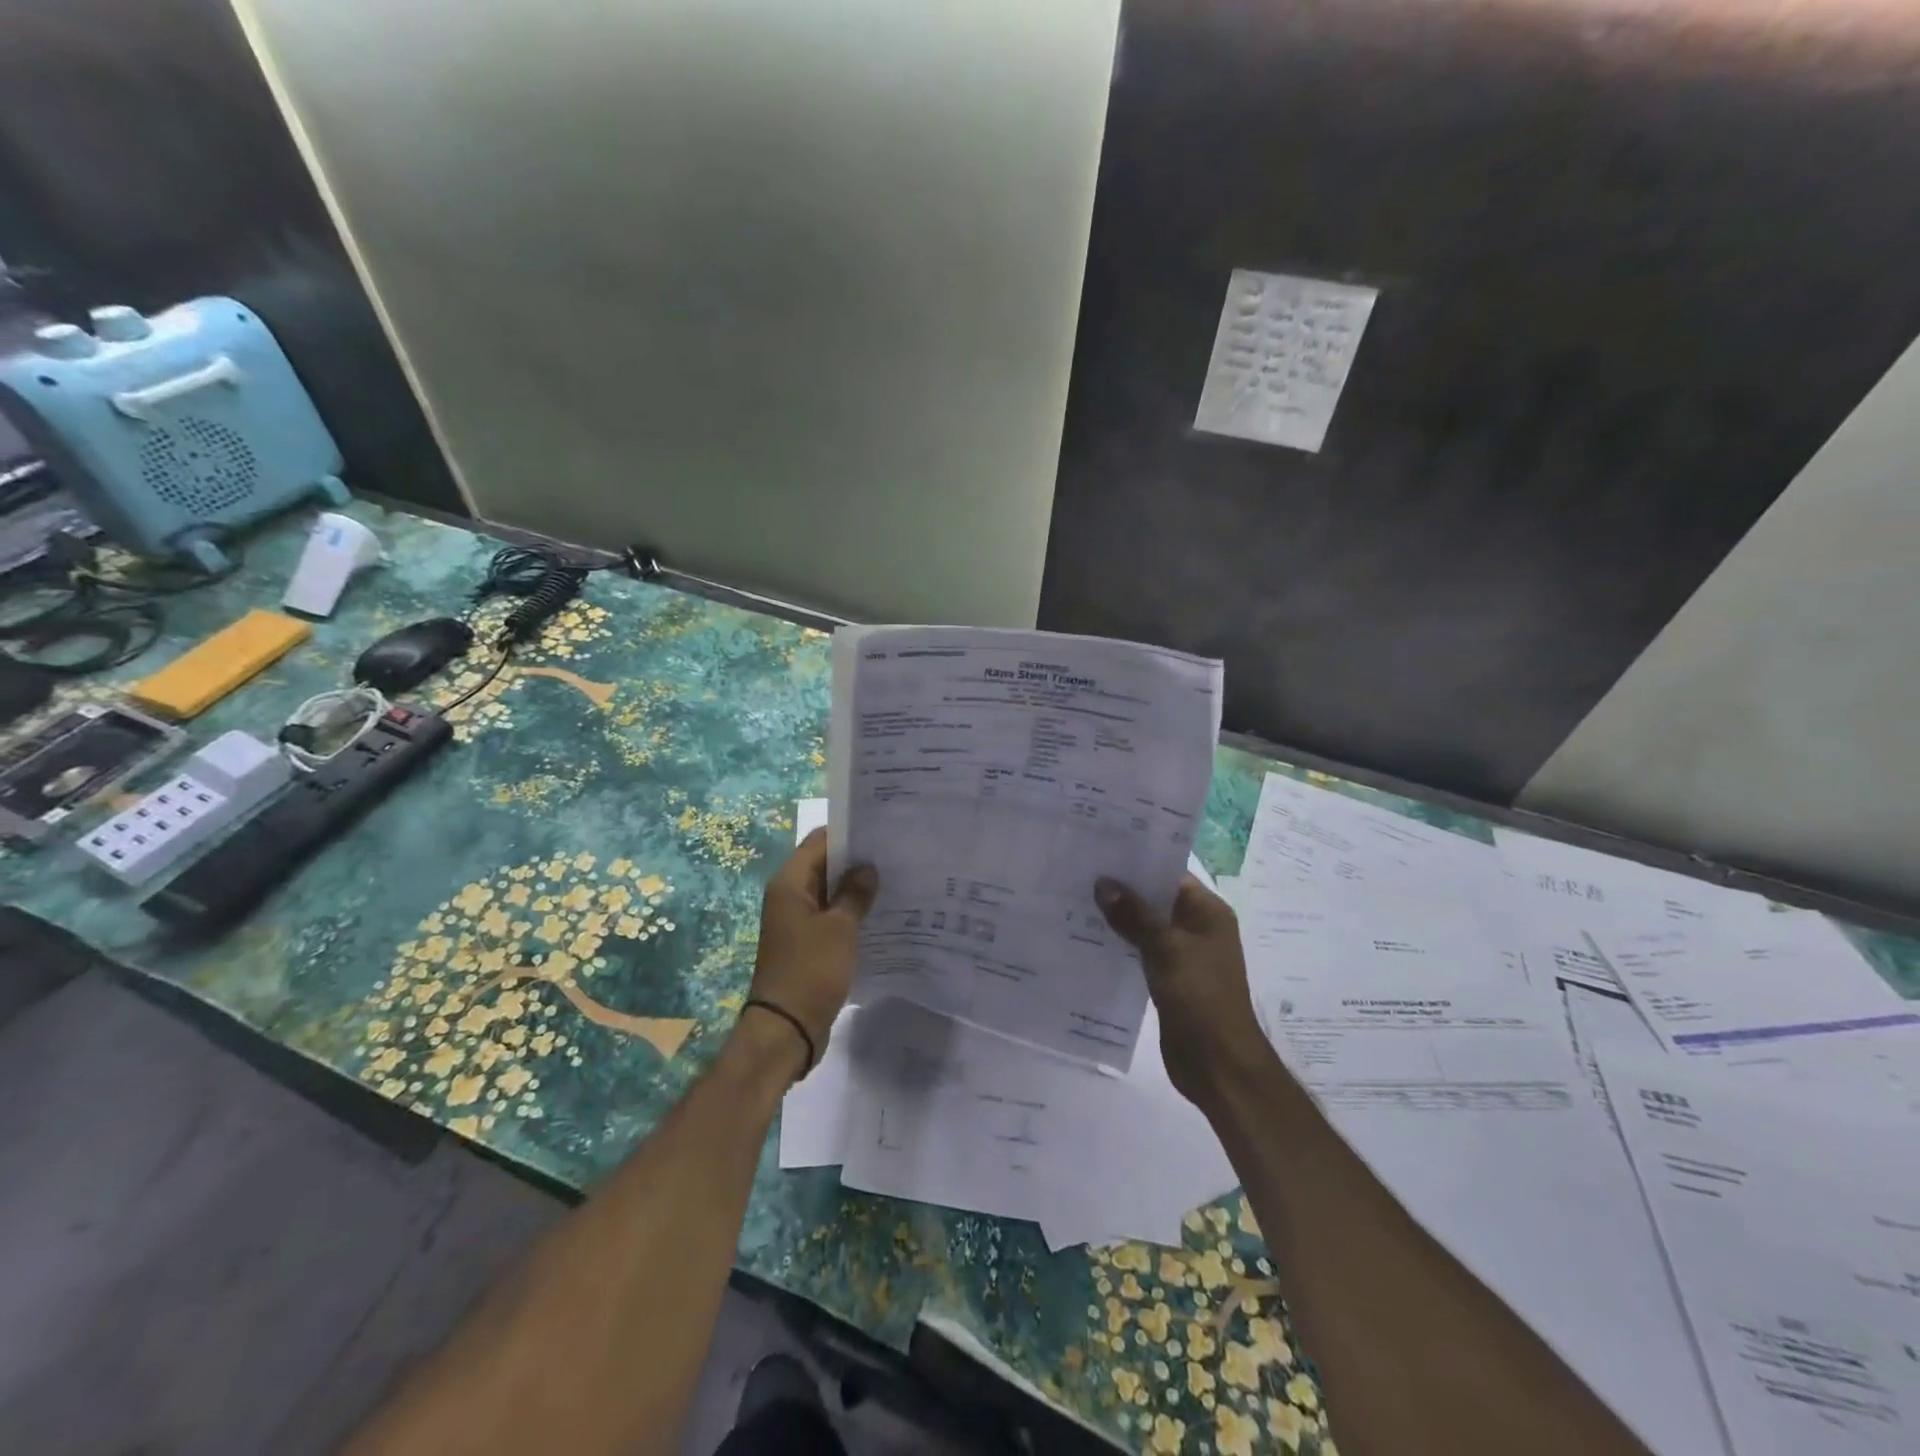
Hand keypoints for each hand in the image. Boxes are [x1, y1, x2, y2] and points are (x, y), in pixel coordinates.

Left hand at [745, 828, 877, 1076]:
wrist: (787, 1029)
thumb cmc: (811, 970)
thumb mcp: (839, 928)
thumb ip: (854, 893)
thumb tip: (867, 867)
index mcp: (790, 883)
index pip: (819, 841)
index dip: (848, 832)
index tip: (882, 831)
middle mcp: (789, 896)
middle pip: (824, 865)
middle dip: (857, 861)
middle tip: (896, 855)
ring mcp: (797, 921)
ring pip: (830, 893)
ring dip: (856, 889)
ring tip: (896, 881)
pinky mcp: (807, 944)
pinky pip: (831, 917)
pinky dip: (851, 913)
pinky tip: (881, 914)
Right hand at [1097, 873, 1268, 1108]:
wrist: (1218, 1064)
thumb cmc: (1200, 997)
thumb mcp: (1166, 949)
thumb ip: (1134, 914)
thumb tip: (1103, 883)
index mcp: (1207, 912)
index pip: (1170, 873)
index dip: (1137, 860)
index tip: (1100, 848)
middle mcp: (1197, 927)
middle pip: (1155, 898)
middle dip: (1121, 888)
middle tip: (1079, 871)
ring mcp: (1182, 955)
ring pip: (1145, 925)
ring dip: (1117, 917)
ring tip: (1075, 899)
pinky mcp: (1167, 978)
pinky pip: (1140, 951)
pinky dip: (1119, 944)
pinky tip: (1087, 938)